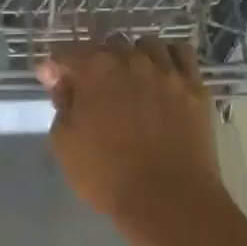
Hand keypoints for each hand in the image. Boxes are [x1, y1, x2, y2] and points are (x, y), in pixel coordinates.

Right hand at [37, 39, 246, 245]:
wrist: (169, 200)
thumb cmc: (107, 175)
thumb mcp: (65, 143)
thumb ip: (62, 104)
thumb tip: (62, 81)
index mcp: (95, 70)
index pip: (66, 53)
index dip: (56, 66)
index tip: (52, 81)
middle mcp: (131, 60)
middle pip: (107, 45)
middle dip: (94, 61)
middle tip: (90, 88)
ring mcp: (167, 71)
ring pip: (146, 45)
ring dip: (133, 56)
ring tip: (129, 78)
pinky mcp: (194, 86)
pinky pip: (181, 54)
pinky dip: (168, 57)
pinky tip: (162, 73)